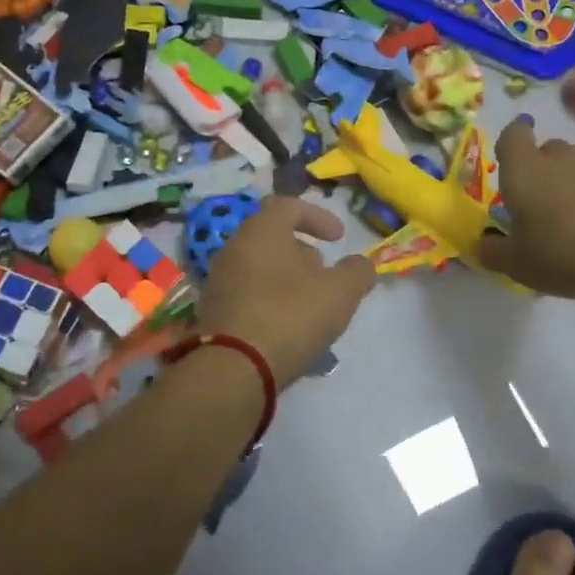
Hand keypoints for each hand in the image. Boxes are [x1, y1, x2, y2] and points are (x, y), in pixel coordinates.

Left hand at [195, 197, 376, 385]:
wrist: (233, 369)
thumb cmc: (290, 316)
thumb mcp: (340, 292)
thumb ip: (357, 272)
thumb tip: (361, 265)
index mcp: (261, 231)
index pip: (287, 206)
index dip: (317, 217)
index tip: (338, 238)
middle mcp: (233, 248)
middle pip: (271, 237)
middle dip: (302, 251)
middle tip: (325, 273)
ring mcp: (218, 280)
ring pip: (259, 267)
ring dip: (287, 278)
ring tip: (310, 304)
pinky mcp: (213, 312)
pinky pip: (247, 294)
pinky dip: (270, 300)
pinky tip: (288, 327)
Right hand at [478, 117, 574, 298]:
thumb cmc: (562, 253)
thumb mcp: (517, 264)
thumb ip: (494, 252)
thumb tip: (483, 244)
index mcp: (526, 171)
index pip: (513, 135)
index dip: (511, 142)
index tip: (510, 158)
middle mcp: (563, 160)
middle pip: (550, 150)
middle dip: (544, 168)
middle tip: (541, 202)